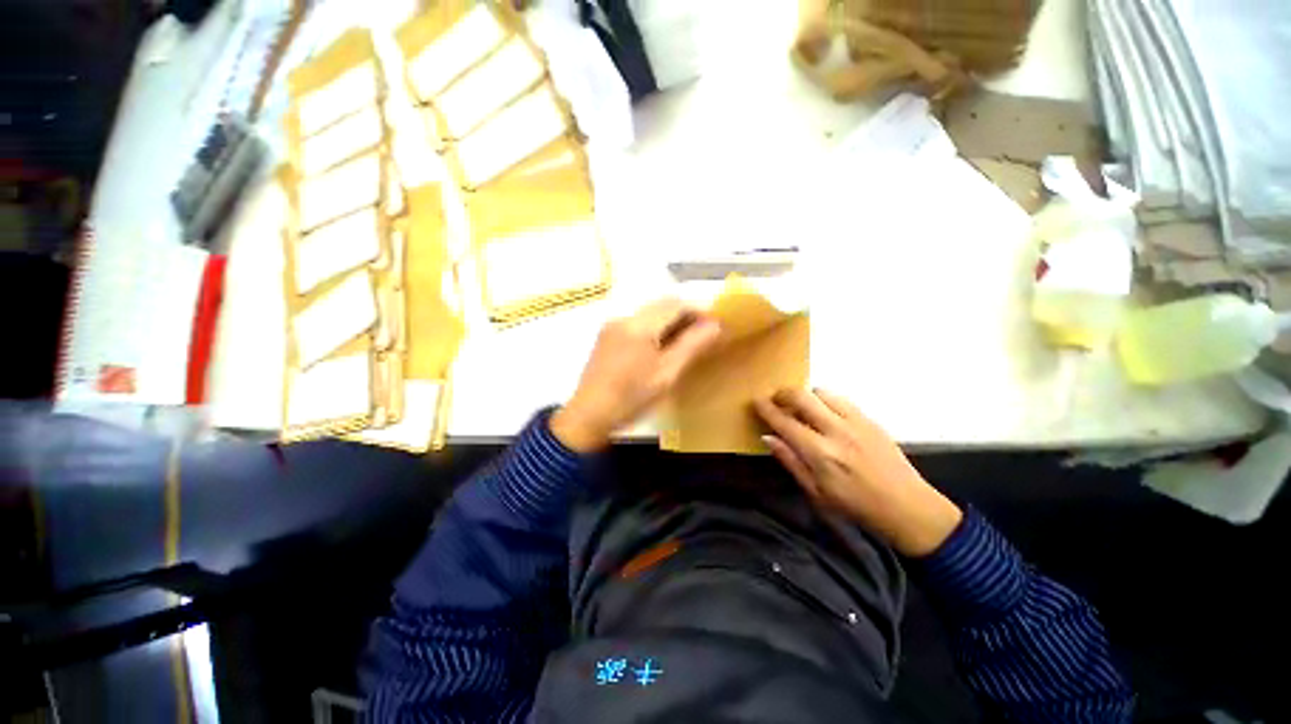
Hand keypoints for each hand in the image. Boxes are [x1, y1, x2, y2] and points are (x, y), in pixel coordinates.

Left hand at [551, 299, 721, 452]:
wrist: (589, 415)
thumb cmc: (631, 398)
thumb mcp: (667, 374)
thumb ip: (692, 345)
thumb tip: (715, 325)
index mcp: (639, 325)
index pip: (675, 304)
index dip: (698, 310)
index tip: (715, 326)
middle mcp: (624, 317)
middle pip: (661, 305)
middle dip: (685, 315)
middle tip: (703, 335)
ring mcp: (612, 326)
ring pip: (649, 313)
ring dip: (670, 321)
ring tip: (685, 342)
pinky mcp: (606, 336)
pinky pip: (637, 323)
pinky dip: (655, 328)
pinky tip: (660, 348)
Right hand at [754, 388, 962, 556]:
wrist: (908, 508)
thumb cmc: (856, 507)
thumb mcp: (816, 492)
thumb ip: (790, 461)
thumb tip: (768, 437)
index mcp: (820, 454)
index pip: (784, 422)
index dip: (766, 408)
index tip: (755, 400)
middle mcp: (836, 431)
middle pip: (801, 397)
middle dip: (782, 393)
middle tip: (775, 399)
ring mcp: (856, 422)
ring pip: (821, 392)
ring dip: (805, 395)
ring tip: (801, 406)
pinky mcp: (870, 419)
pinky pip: (841, 398)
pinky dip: (825, 399)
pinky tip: (825, 412)